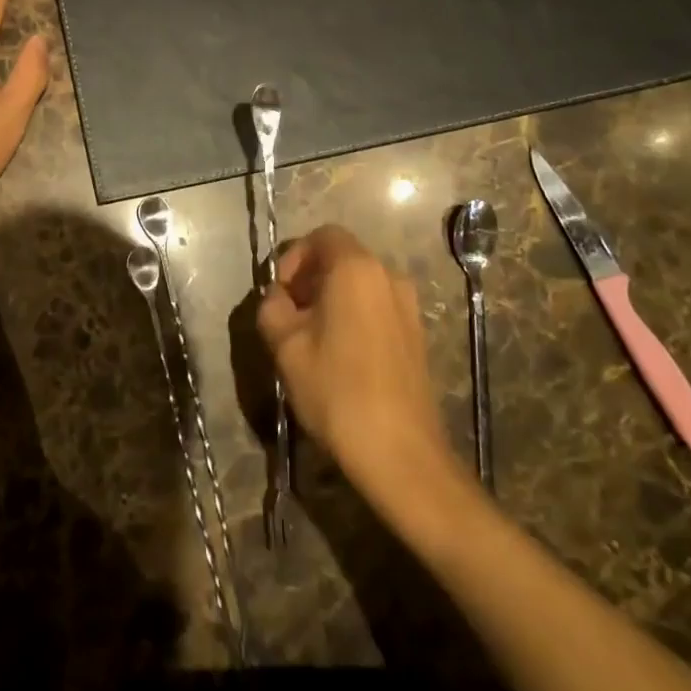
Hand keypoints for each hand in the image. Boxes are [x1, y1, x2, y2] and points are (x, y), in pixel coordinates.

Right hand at [257, 225, 451, 499]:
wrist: (401, 454)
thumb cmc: (337, 391)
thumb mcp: (286, 346)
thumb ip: (272, 308)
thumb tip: (279, 298)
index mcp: (356, 269)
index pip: (323, 236)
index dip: (295, 256)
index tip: (281, 293)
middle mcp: (388, 277)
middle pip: (342, 258)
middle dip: (311, 278)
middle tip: (290, 316)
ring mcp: (408, 307)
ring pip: (360, 284)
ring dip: (332, 298)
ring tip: (311, 338)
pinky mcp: (417, 335)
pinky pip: (377, 307)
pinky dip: (354, 315)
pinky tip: (340, 355)